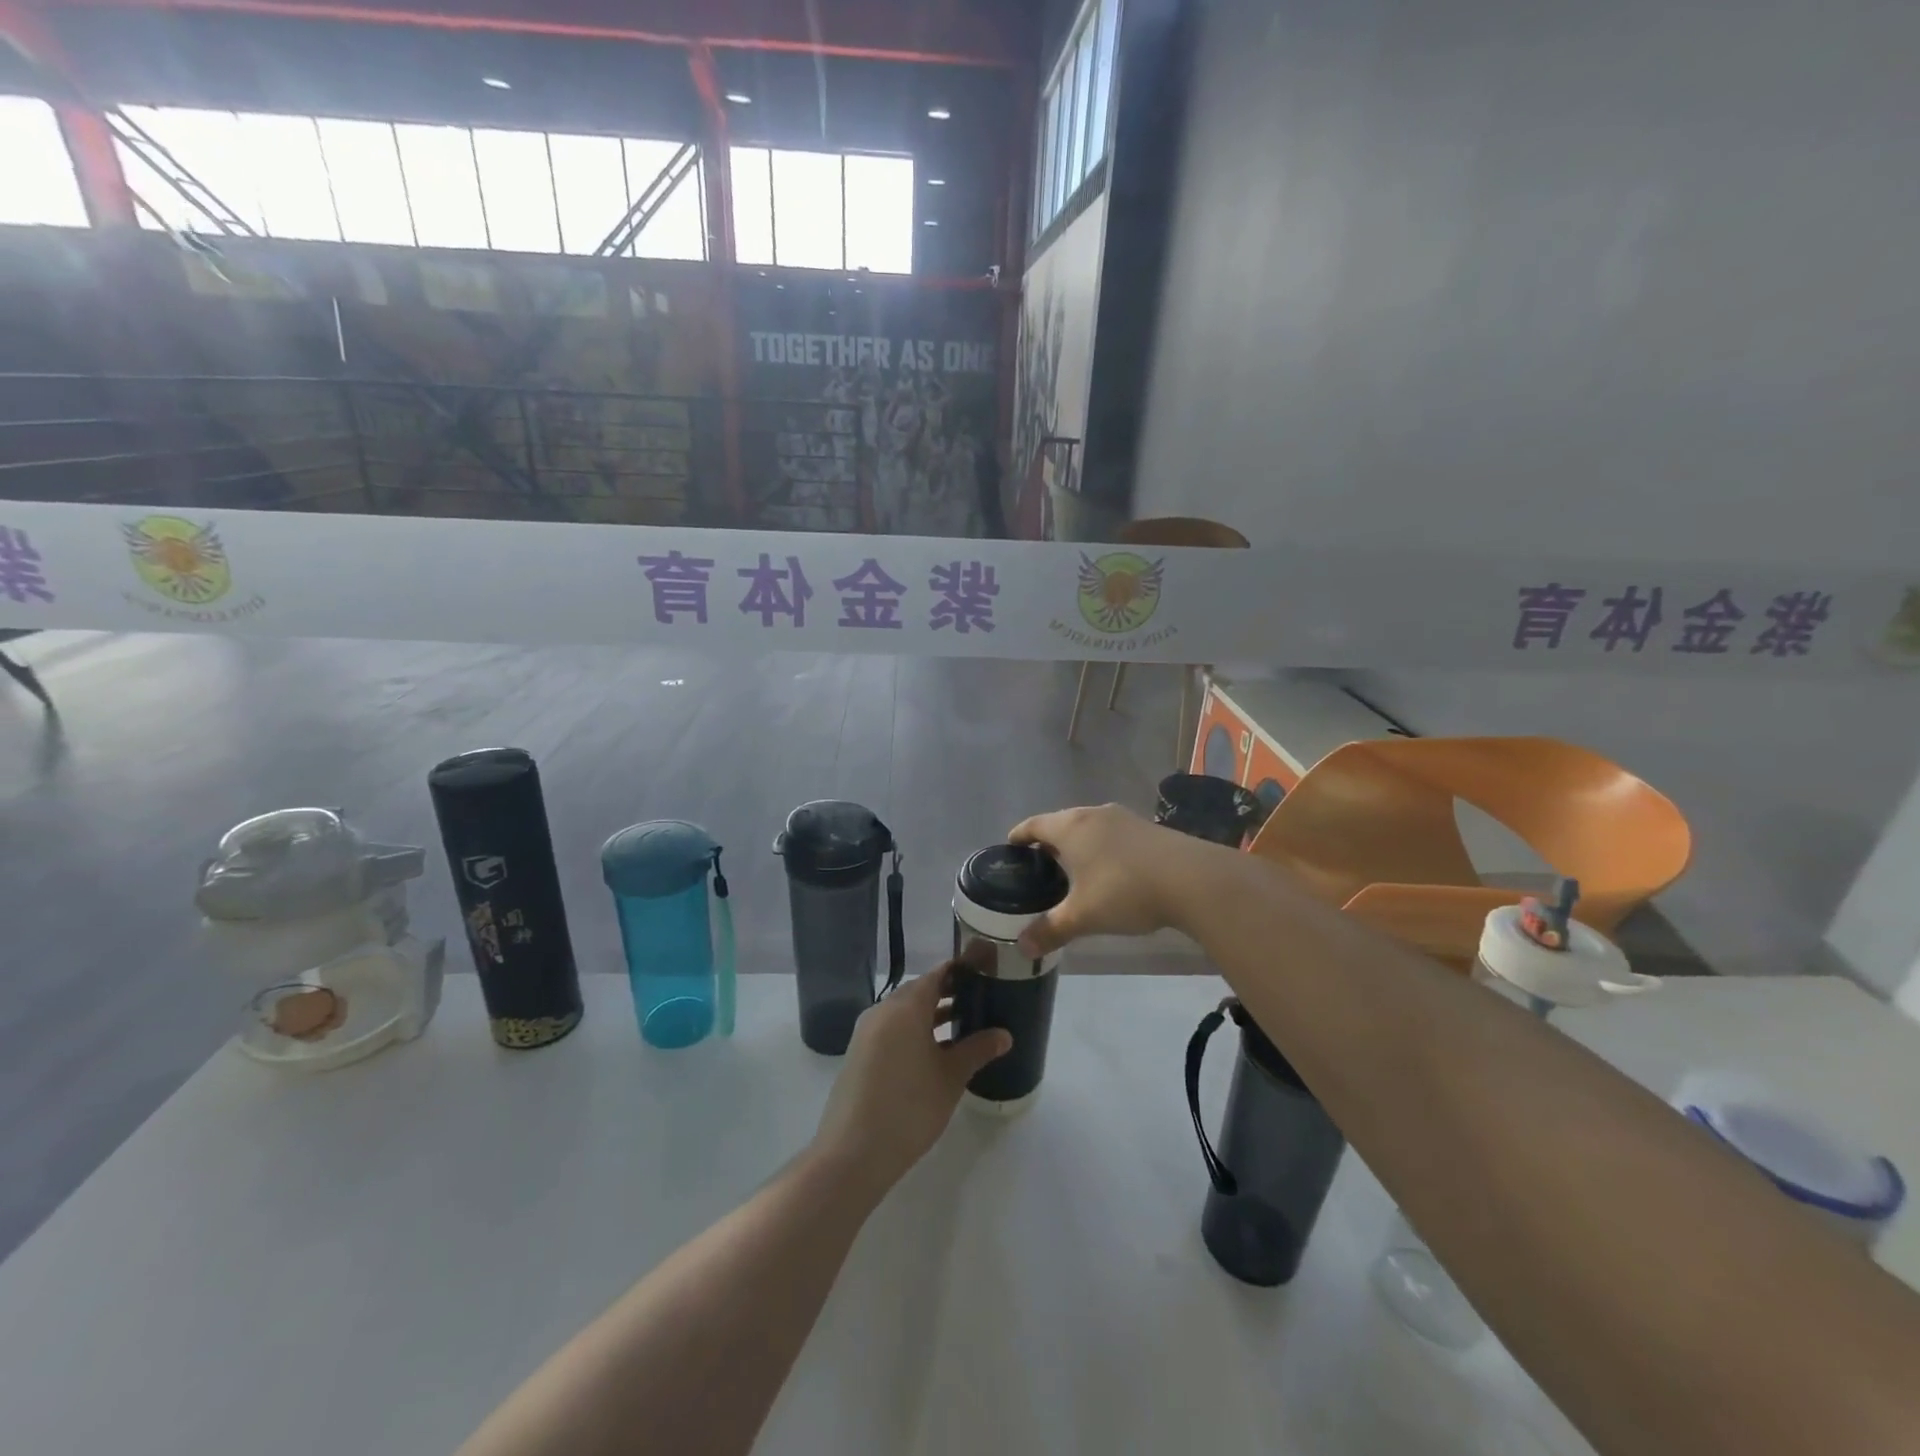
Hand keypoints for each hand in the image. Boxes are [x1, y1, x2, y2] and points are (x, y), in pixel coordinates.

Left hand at [810, 964, 1011, 1195]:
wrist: (854, 1152)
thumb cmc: (910, 1106)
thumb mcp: (951, 1077)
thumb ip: (978, 1049)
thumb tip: (1004, 1035)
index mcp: (906, 1006)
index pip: (937, 974)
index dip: (961, 971)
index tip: (985, 973)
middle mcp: (883, 1010)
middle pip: (919, 991)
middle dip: (948, 993)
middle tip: (980, 1000)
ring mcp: (867, 1032)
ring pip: (905, 1012)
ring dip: (931, 1015)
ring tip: (964, 1026)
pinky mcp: (859, 1054)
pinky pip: (892, 1030)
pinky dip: (914, 1031)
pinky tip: (935, 1053)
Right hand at [1008, 802, 1229, 955]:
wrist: (1192, 879)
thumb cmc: (1125, 891)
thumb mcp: (1084, 916)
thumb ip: (1051, 929)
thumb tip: (1022, 947)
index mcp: (1071, 827)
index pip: (1034, 825)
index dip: (1020, 835)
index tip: (1010, 845)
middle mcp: (1094, 814)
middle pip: (1061, 822)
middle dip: (1048, 841)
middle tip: (1038, 865)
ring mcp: (1124, 818)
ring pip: (1089, 827)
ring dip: (1077, 844)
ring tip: (1072, 869)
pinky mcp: (1148, 828)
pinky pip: (1112, 834)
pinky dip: (1101, 847)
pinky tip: (1108, 870)